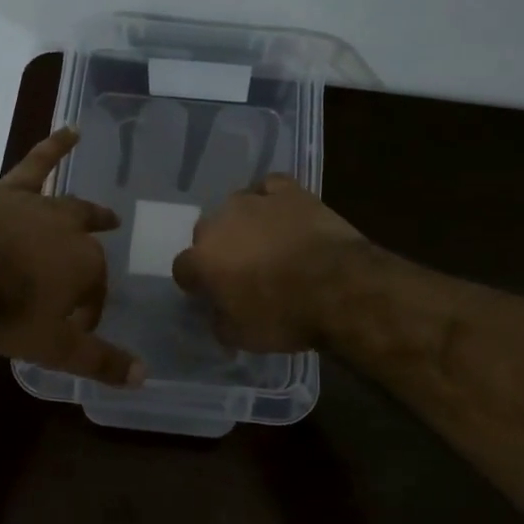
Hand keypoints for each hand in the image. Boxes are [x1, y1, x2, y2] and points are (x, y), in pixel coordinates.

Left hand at [0, 127, 144, 386]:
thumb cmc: (5, 311)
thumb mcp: (54, 347)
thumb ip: (99, 361)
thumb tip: (143, 376)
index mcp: (86, 266)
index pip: (95, 292)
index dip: (87, 312)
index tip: (72, 329)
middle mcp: (71, 231)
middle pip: (88, 249)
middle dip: (92, 265)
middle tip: (91, 279)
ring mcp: (41, 207)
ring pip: (72, 207)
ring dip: (90, 213)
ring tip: (106, 215)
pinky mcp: (9, 191)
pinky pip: (37, 164)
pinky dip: (55, 146)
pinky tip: (70, 130)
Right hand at [172, 175, 368, 351]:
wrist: (339, 287)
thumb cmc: (285, 316)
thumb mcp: (241, 336)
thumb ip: (218, 319)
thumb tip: (217, 311)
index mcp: (202, 259)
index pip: (183, 269)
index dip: (197, 283)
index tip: (212, 295)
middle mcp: (220, 223)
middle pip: (207, 233)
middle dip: (218, 250)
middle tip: (241, 271)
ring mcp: (254, 201)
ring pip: (236, 207)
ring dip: (244, 224)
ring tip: (266, 243)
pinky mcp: (288, 191)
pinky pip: (270, 188)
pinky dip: (271, 199)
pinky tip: (281, 213)